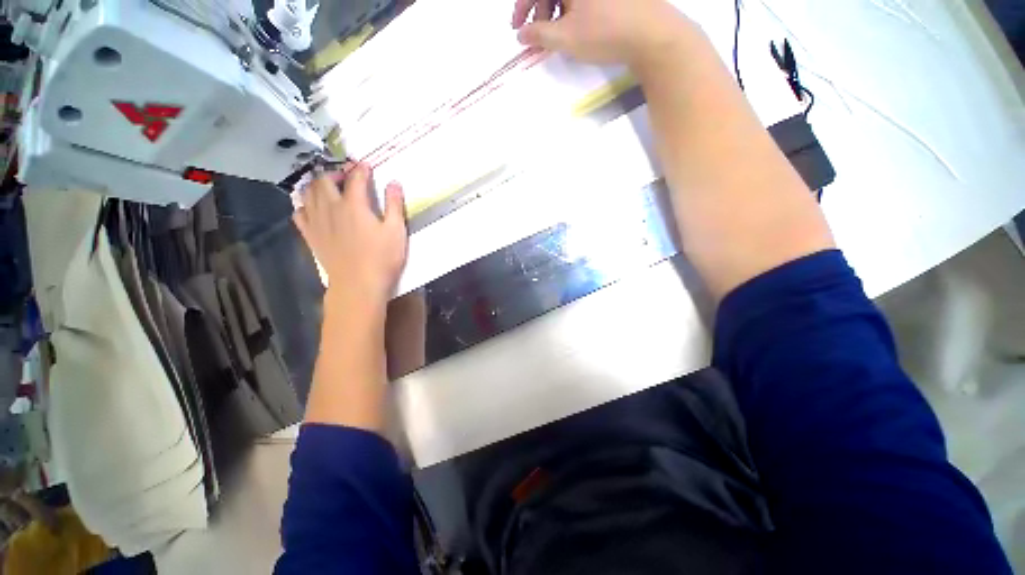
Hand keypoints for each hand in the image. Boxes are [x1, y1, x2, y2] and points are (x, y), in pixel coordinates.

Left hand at [293, 164, 407, 310]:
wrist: (358, 284)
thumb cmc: (382, 258)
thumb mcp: (396, 231)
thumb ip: (394, 205)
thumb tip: (394, 182)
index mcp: (354, 205)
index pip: (356, 178)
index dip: (361, 169)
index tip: (366, 165)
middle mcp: (331, 208)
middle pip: (324, 181)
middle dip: (335, 173)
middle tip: (346, 176)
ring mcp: (317, 221)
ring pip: (307, 193)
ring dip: (316, 185)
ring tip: (327, 188)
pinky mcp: (310, 235)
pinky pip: (299, 213)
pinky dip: (304, 205)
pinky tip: (312, 208)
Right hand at [512, 0, 693, 65]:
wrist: (652, 34)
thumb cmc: (605, 32)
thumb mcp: (566, 38)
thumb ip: (538, 34)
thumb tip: (521, 34)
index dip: (521, 6)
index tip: (515, 28)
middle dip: (539, 10)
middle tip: (537, 36)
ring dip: (555, 11)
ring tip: (556, 36)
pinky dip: (571, 9)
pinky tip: (573, 26)